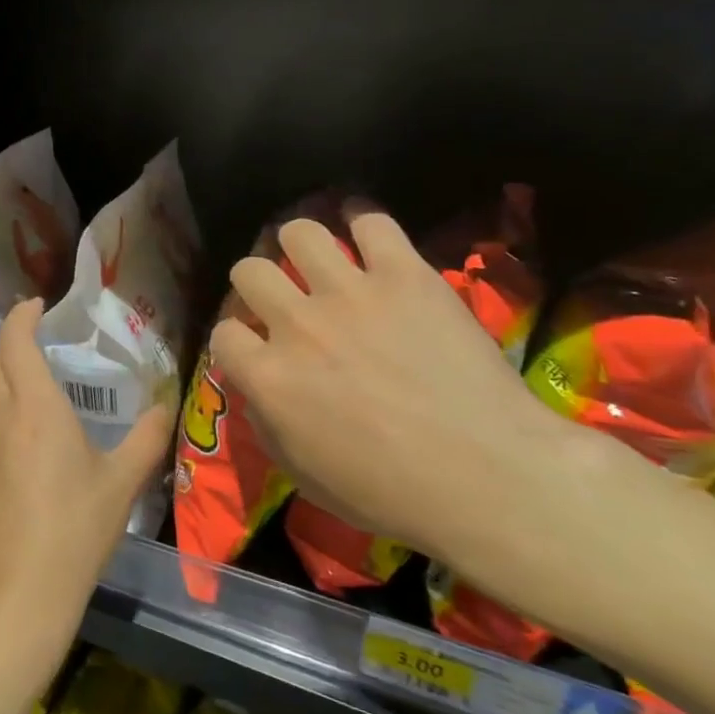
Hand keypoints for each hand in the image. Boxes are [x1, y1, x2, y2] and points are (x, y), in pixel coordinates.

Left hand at [0, 299, 174, 642]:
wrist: (18, 593)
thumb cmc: (75, 529)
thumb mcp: (121, 482)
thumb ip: (146, 438)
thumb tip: (165, 406)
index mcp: (35, 407)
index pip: (15, 340)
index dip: (22, 316)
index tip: (39, 305)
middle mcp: (1, 417)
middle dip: (16, 342)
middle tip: (44, 339)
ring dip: (10, 379)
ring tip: (42, 389)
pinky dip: (5, 414)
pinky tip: (29, 442)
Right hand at [210, 212, 608, 574]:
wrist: (490, 477)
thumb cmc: (392, 493)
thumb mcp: (304, 478)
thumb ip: (267, 425)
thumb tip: (258, 390)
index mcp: (269, 377)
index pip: (224, 333)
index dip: (237, 340)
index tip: (256, 347)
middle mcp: (298, 324)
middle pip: (249, 270)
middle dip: (258, 284)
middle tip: (285, 299)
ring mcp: (351, 293)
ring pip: (299, 232)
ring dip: (301, 245)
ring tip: (319, 259)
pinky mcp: (404, 274)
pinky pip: (370, 220)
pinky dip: (363, 221)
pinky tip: (366, 235)